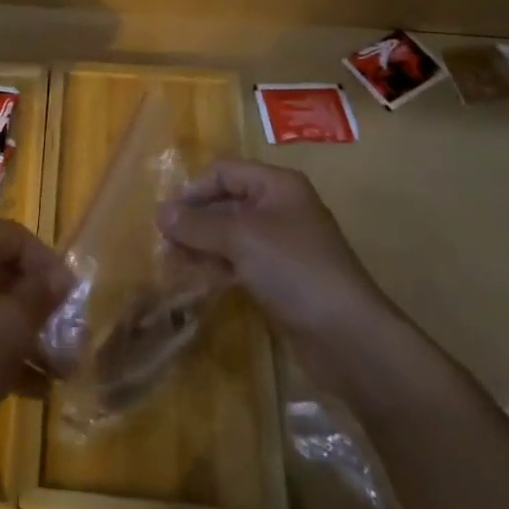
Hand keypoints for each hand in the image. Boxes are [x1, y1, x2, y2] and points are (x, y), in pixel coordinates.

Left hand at [0, 218, 70, 471]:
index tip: (77, 307)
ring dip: (25, 335)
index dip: (54, 270)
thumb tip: (62, 278)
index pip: (22, 239)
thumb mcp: (11, 329)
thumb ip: (41, 298)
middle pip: (5, 272)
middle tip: (72, 347)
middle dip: (42, 310)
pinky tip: (27, 389)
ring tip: (57, 375)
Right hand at [156, 160, 391, 350]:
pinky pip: (242, 261)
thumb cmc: (293, 269)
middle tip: (164, 244)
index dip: (193, 190)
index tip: (167, 218)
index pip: (223, 172)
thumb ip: (196, 224)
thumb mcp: (239, 238)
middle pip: (226, 202)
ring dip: (203, 245)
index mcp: (277, 184)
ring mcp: (283, 244)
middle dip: (194, 220)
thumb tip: (160, 212)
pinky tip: (199, 281)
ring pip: (232, 235)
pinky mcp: (283, 277)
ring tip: (174, 264)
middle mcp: (280, 207)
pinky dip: (219, 266)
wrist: (348, 336)